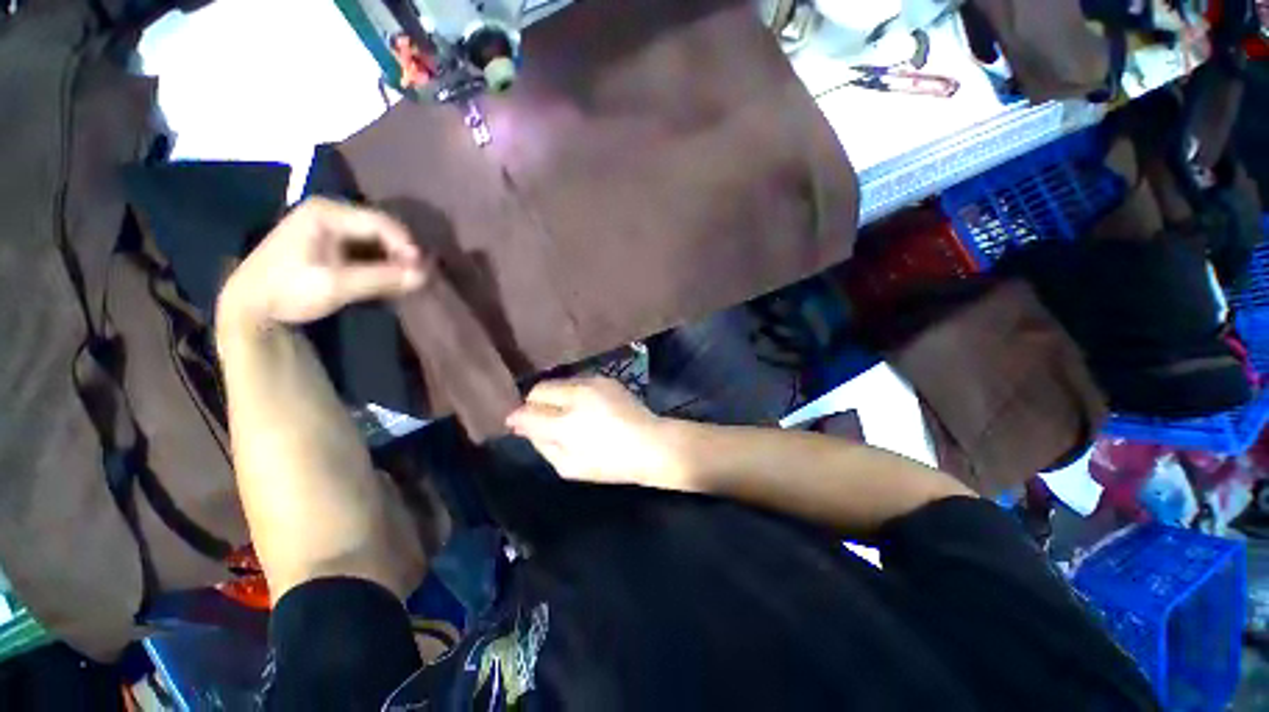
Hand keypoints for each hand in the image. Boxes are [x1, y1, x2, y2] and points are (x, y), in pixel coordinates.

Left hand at [217, 198, 426, 330]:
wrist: (250, 305)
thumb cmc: (288, 290)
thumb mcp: (336, 285)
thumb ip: (381, 278)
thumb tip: (424, 277)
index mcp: (325, 213)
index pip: (379, 223)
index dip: (405, 245)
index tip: (421, 270)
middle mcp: (329, 212)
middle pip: (380, 229)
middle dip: (401, 252)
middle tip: (416, 276)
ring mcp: (329, 227)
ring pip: (376, 239)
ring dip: (393, 259)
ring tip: (406, 279)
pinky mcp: (331, 243)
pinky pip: (367, 248)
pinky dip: (381, 263)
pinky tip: (389, 278)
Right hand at [506, 377, 692, 490]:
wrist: (652, 444)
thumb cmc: (610, 463)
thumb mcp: (569, 466)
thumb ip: (542, 444)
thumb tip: (523, 426)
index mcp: (567, 422)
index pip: (528, 411)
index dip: (518, 418)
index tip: (516, 424)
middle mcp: (577, 394)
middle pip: (540, 389)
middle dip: (535, 404)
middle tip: (542, 420)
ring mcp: (593, 382)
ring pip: (559, 383)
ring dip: (554, 397)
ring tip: (565, 415)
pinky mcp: (606, 379)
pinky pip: (577, 382)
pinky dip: (572, 393)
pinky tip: (584, 408)